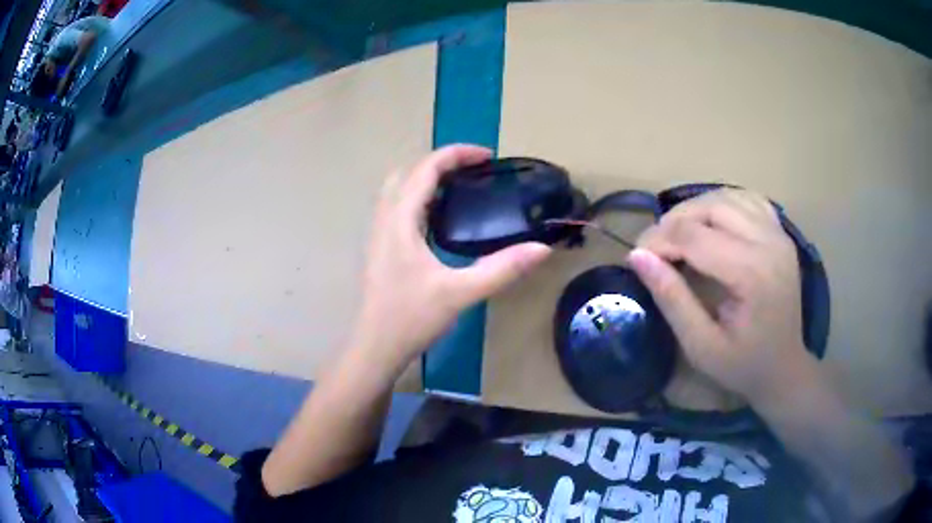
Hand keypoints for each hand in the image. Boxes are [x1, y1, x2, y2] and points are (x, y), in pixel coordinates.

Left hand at [353, 145, 550, 372]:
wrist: (375, 348)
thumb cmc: (411, 319)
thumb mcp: (460, 293)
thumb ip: (502, 269)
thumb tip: (541, 248)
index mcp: (400, 220)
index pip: (425, 169)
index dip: (456, 154)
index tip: (487, 157)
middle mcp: (384, 219)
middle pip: (408, 172)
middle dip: (440, 162)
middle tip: (473, 172)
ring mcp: (378, 234)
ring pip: (398, 189)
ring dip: (426, 179)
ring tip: (459, 189)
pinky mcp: (380, 248)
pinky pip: (396, 207)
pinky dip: (418, 198)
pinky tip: (439, 220)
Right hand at [627, 188, 811, 405]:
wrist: (784, 368)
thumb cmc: (742, 365)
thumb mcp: (700, 345)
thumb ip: (671, 299)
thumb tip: (637, 257)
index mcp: (752, 273)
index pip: (694, 236)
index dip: (658, 240)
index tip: (635, 257)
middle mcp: (768, 242)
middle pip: (711, 206)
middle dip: (674, 221)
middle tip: (653, 247)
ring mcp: (778, 234)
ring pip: (727, 197)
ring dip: (695, 209)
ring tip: (677, 234)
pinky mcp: (780, 233)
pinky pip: (747, 199)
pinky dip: (722, 203)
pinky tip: (710, 223)